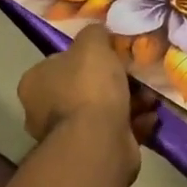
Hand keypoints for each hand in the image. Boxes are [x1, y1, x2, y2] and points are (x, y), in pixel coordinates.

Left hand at [17, 25, 159, 153]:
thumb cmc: (89, 87)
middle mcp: (43, 111)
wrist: (99, 141)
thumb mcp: (92, 44)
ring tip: (150, 98)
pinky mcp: (90, 153)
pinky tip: (150, 117)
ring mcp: (67, 135)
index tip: (111, 54)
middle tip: (136, 75)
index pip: (60, 62)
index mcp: (35, 83)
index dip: (87, 56)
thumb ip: (94, 33)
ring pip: (103, 110)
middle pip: (84, 87)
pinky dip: (134, 123)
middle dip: (114, 82)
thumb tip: (98, 33)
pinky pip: (115, 131)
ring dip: (130, 102)